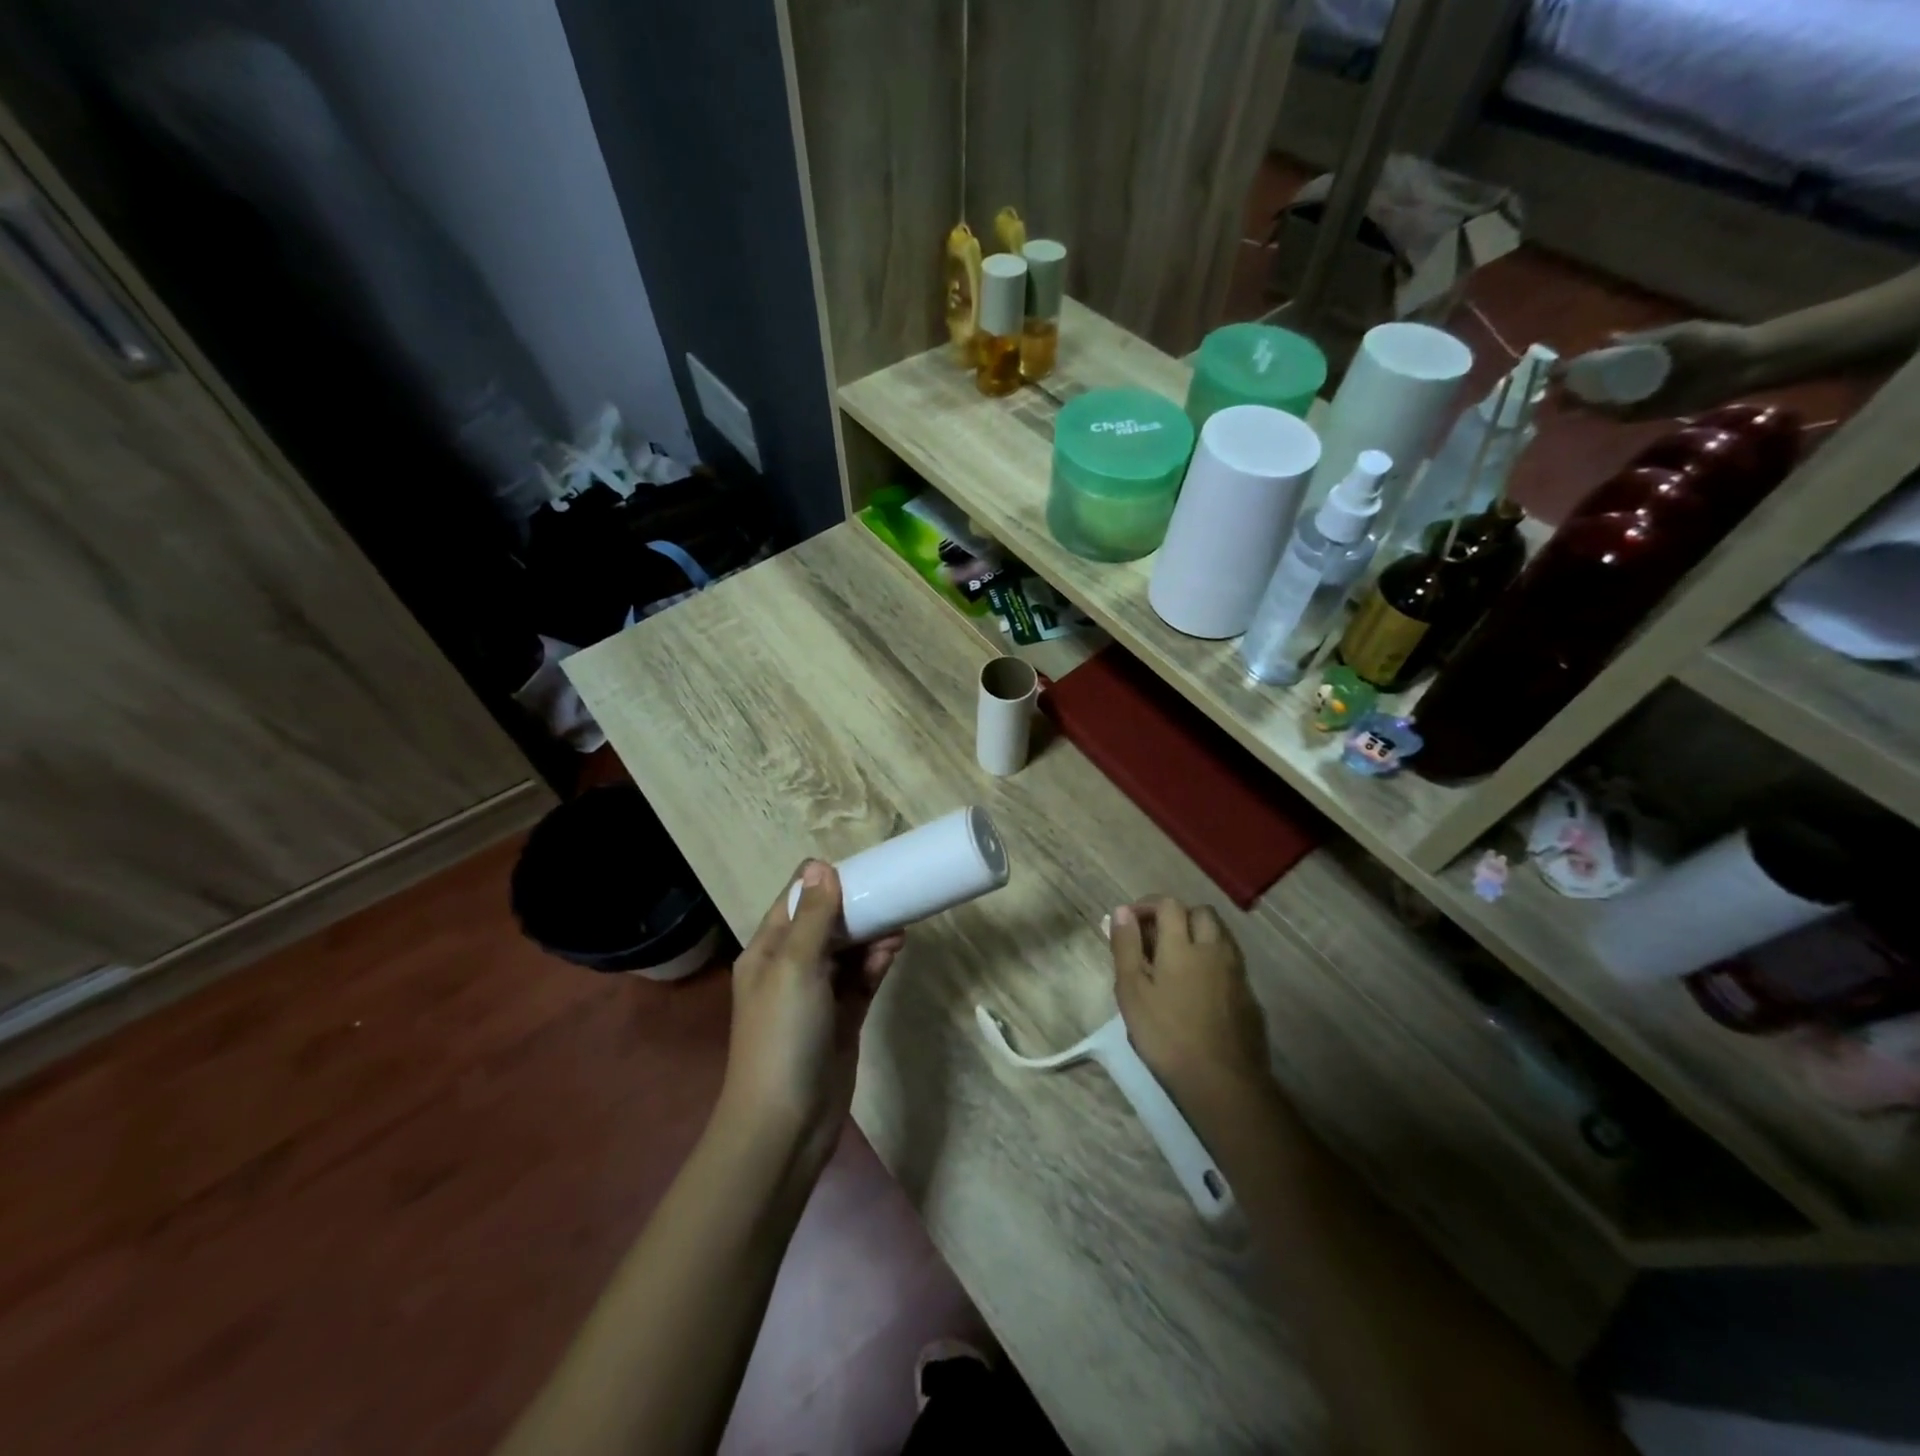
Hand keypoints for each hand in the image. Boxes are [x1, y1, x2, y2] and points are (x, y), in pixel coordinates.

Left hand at [719, 862, 905, 1178]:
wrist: (785, 1122)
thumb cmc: (782, 1034)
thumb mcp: (794, 966)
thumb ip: (813, 917)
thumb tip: (820, 865)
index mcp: (767, 951)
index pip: (796, 901)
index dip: (824, 882)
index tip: (862, 867)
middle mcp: (790, 968)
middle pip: (825, 924)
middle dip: (855, 908)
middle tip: (890, 893)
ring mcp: (817, 995)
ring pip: (847, 951)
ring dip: (871, 935)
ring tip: (899, 923)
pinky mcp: (842, 1018)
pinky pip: (861, 979)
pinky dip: (877, 963)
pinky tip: (895, 949)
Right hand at [1110, 897, 1270, 1118]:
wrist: (1223, 1081)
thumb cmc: (1166, 1035)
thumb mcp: (1131, 991)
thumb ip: (1126, 947)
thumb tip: (1122, 910)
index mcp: (1182, 945)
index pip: (1168, 904)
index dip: (1148, 906)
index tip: (1131, 923)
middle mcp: (1214, 949)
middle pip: (1201, 913)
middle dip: (1178, 915)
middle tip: (1156, 938)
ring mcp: (1236, 972)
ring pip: (1221, 935)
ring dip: (1199, 934)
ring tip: (1177, 959)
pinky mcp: (1250, 996)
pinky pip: (1231, 962)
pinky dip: (1213, 960)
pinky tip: (1200, 987)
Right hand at [1558, 321, 1759, 420]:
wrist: (1746, 364)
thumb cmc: (1713, 342)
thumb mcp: (1677, 336)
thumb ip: (1642, 341)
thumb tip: (1606, 339)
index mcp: (1636, 357)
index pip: (1598, 364)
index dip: (1576, 368)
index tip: (1555, 371)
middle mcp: (1632, 378)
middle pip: (1593, 386)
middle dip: (1571, 390)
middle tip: (1550, 394)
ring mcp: (1637, 397)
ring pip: (1600, 402)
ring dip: (1580, 405)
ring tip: (1560, 405)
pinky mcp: (1645, 413)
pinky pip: (1617, 415)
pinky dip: (1601, 415)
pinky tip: (1587, 414)